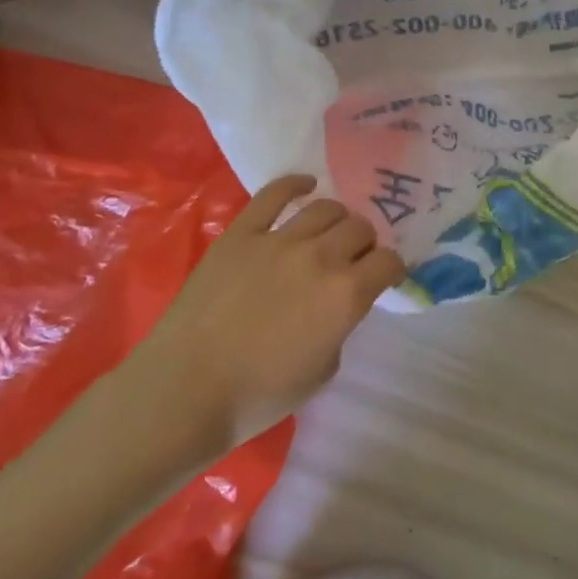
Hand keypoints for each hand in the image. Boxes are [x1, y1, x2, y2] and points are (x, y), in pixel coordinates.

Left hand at [129, 174, 404, 460]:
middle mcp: (321, 257)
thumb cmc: (260, 394)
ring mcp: (278, 240)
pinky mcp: (240, 234)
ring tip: (330, 232)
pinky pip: (273, 195)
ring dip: (338, 219)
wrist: (186, 390)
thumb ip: (340, 327)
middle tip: (354, 259)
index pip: (389, 262)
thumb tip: (337, 306)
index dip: (391, 269)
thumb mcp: (324, 370)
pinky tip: (306, 185)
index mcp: (347, 294)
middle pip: (360, 228)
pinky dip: (295, 184)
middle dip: (365, 243)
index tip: (384, 278)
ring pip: (326, 208)